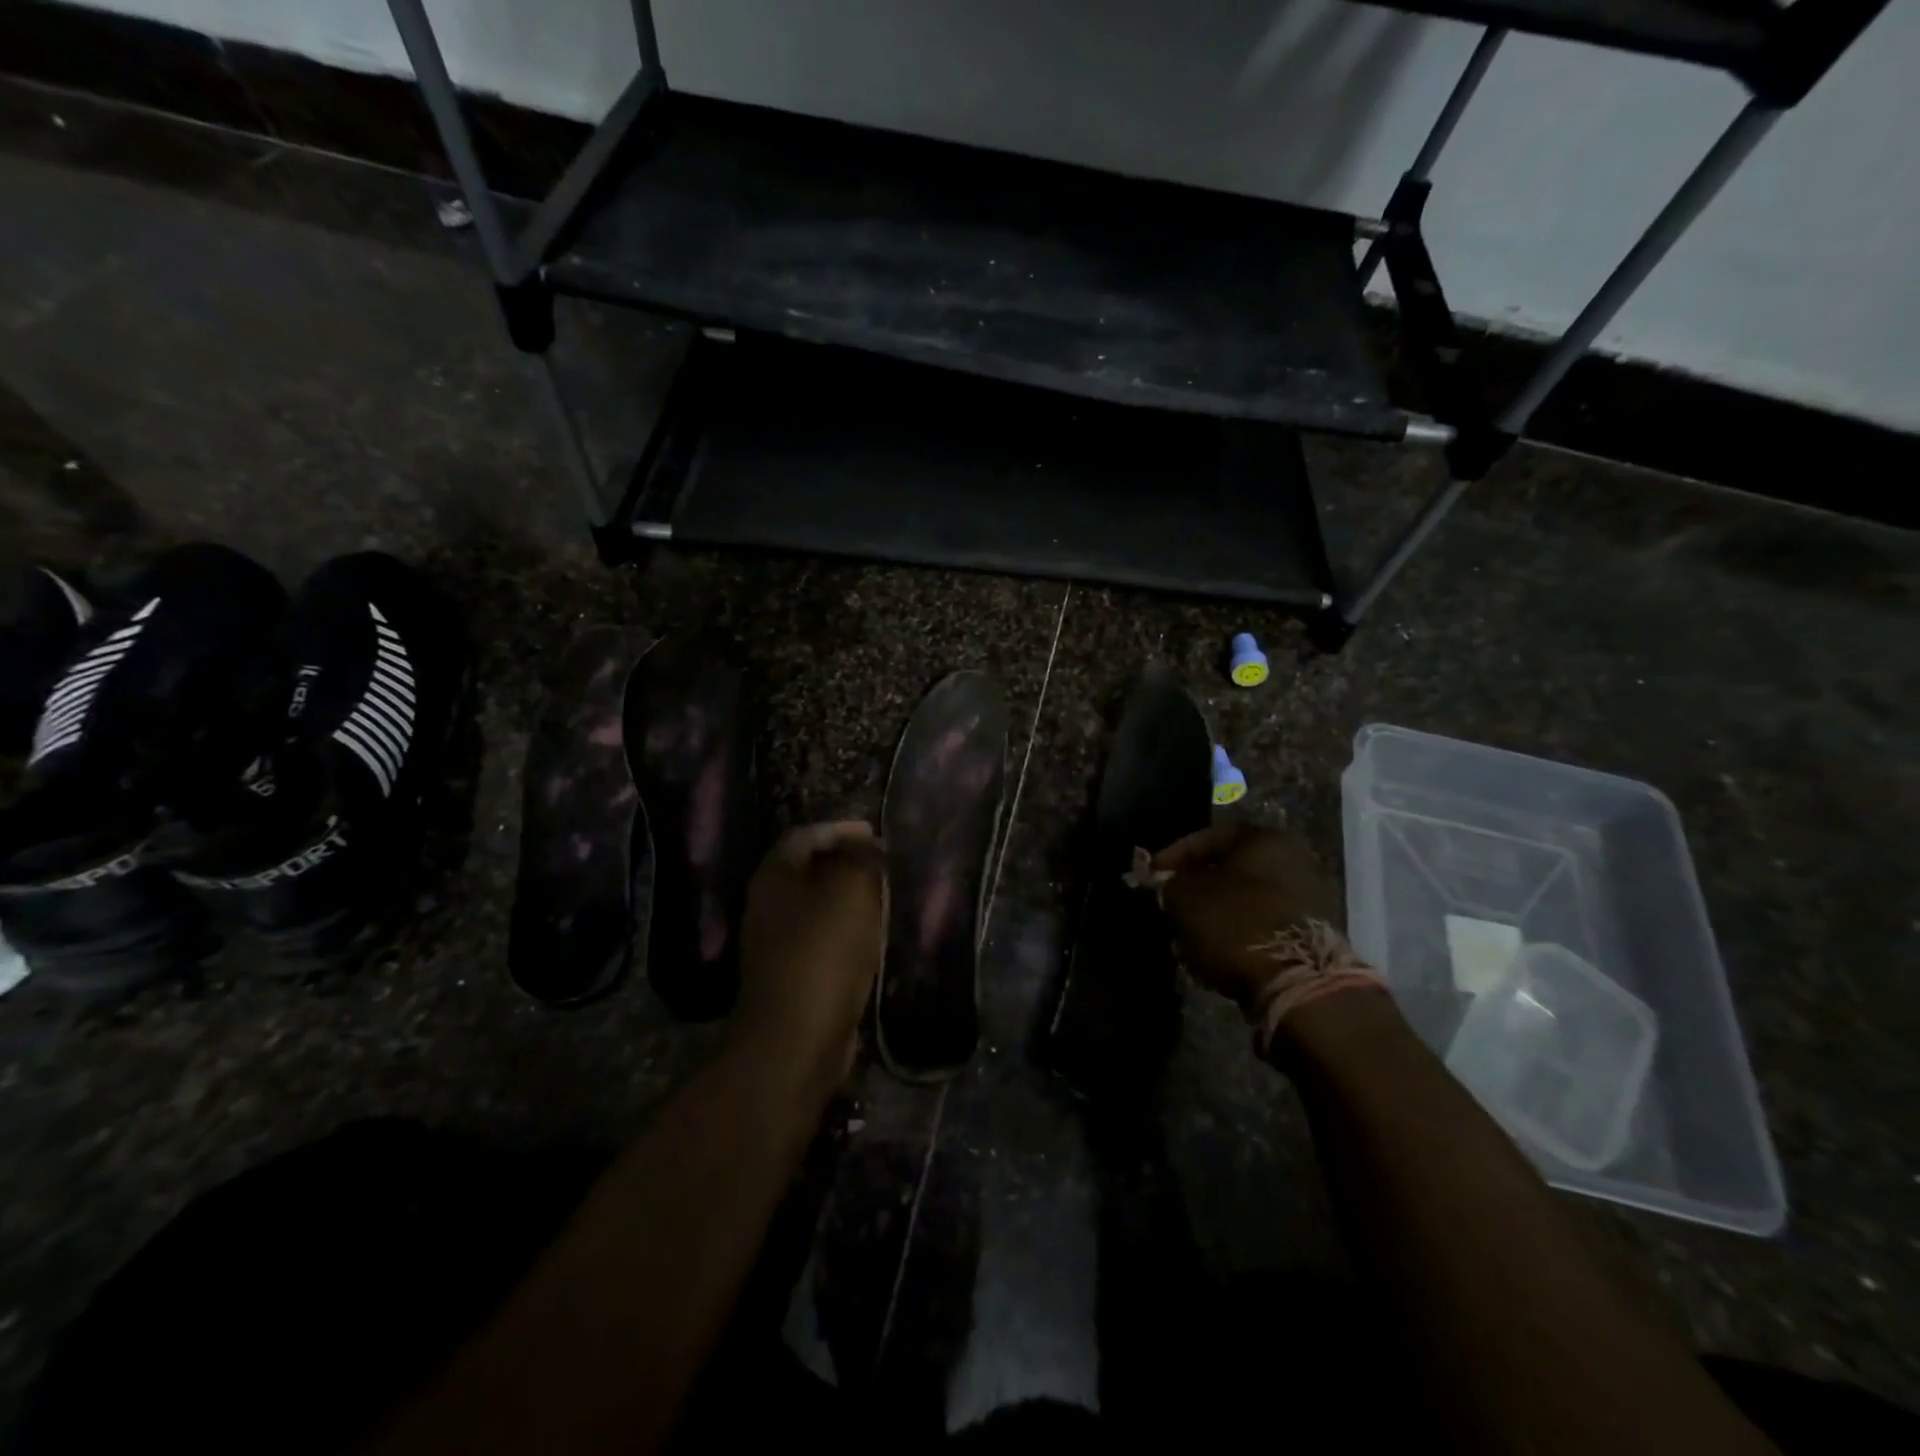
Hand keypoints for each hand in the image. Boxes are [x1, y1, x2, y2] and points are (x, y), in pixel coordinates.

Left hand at [730, 821, 885, 1102]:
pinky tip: (875, 939)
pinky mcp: (792, 977)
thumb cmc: (823, 953)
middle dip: (848, 864)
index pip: (806, 835)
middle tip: (887, 865)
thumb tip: (867, 846)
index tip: (876, 834)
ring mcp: (776, 945)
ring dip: (851, 900)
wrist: (796, 1039)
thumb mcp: (851, 890)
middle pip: (810, 870)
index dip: (841, 829)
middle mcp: (768, 905)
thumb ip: (861, 858)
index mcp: (775, 876)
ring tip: (888, 898)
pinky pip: (824, 941)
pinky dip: (849, 932)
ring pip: (819, 907)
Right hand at [1150, 822, 1343, 1015]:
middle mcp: (1293, 860)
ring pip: (1245, 900)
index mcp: (1264, 839)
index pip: (1208, 837)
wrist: (1298, 984)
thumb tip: (1171, 884)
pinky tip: (1215, 954)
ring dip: (1216, 915)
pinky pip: (1262, 926)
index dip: (1174, 855)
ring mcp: (1308, 899)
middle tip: (1171, 905)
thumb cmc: (1235, 924)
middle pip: (1230, 870)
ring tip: (1188, 937)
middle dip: (1197, 889)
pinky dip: (1237, 935)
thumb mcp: (1184, 897)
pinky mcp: (1312, 935)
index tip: (1153, 876)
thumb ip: (1170, 883)